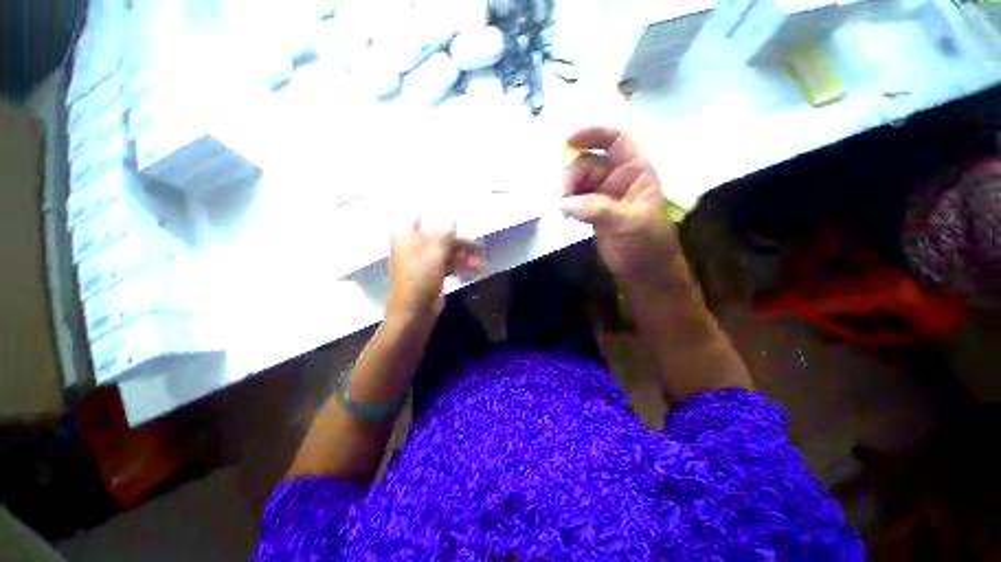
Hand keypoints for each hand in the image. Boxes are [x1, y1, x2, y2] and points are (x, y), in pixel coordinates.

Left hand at [387, 219, 482, 321]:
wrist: (413, 313)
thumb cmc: (420, 280)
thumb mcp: (435, 255)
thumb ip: (445, 235)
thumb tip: (453, 217)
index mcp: (406, 237)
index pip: (421, 219)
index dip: (439, 218)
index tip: (459, 218)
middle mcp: (413, 246)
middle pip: (440, 239)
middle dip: (461, 244)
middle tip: (480, 249)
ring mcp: (422, 261)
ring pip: (446, 253)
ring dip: (464, 258)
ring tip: (483, 264)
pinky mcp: (430, 275)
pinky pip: (447, 266)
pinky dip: (460, 267)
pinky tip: (475, 271)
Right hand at [560, 127, 681, 286]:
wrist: (644, 271)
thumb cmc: (647, 244)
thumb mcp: (628, 222)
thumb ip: (597, 209)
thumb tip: (564, 203)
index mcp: (635, 171)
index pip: (616, 141)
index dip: (593, 134)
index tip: (567, 141)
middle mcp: (618, 178)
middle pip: (588, 164)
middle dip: (571, 176)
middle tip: (559, 197)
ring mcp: (603, 195)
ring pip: (578, 182)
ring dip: (565, 191)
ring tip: (557, 207)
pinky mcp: (592, 211)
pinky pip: (574, 200)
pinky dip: (565, 204)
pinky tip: (561, 213)